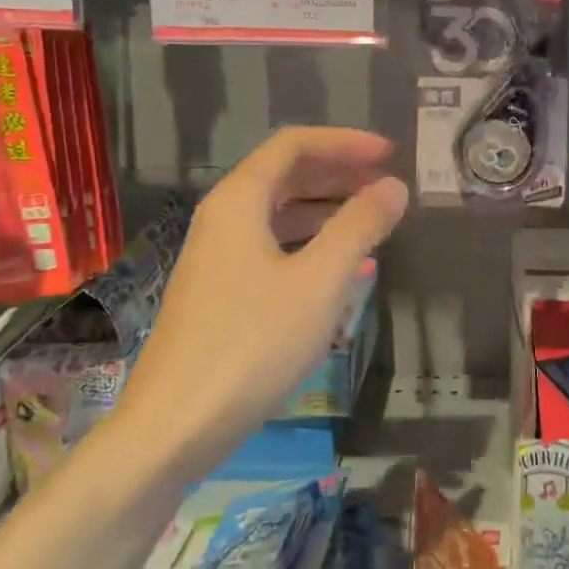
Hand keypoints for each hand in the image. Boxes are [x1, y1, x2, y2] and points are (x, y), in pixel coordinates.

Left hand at [117, 128, 408, 464]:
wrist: (174, 427)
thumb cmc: (252, 344)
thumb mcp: (319, 281)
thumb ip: (360, 226)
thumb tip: (393, 186)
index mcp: (239, 201)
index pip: (294, 145)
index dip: (344, 142)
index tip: (389, 153)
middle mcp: (223, 219)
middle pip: (284, 175)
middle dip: (338, 172)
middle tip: (385, 183)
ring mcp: (217, 257)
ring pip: (279, 213)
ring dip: (326, 209)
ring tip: (372, 222)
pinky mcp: (219, 293)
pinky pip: (272, 248)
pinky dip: (310, 245)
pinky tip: (340, 270)